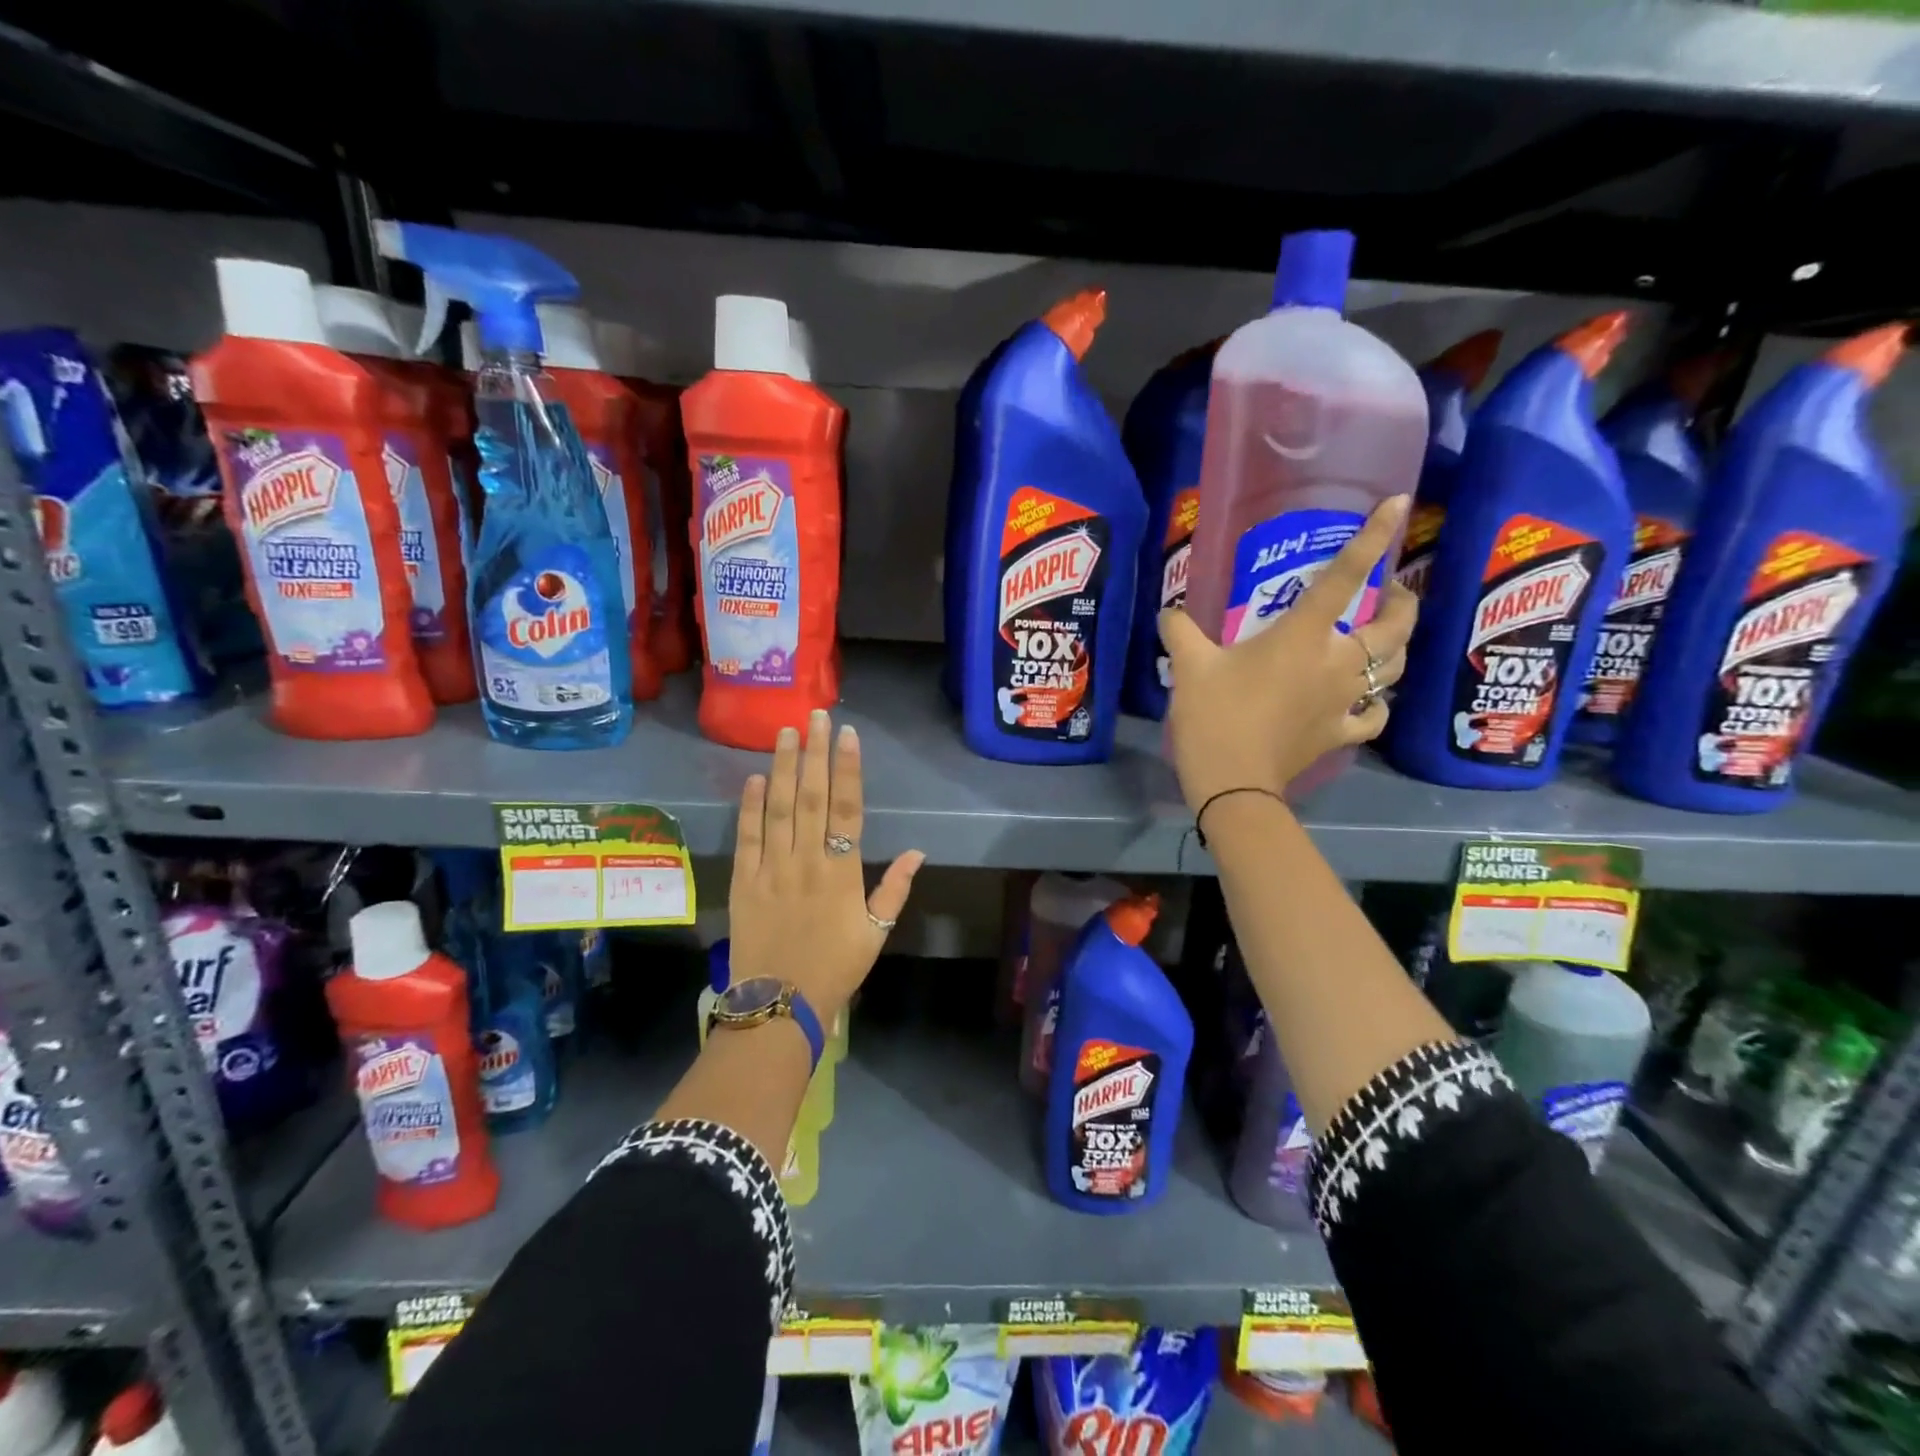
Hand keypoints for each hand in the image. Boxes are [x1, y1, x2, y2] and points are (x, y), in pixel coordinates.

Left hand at [727, 709, 924, 1027]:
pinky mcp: (744, 881)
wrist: (779, 1004)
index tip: (848, 736)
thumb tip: (917, 851)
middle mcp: (807, 861)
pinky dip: (750, 807)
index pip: (848, 809)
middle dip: (815, 753)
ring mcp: (772, 869)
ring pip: (779, 809)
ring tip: (785, 733)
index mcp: (842, 872)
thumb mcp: (876, 934)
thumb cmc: (835, 968)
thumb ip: (895, 890)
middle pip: (812, 798)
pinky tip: (755, 778)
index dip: (848, 769)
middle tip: (815, 716)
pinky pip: (747, 837)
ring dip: (784, 768)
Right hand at [1159, 496, 1415, 812]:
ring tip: (1383, 639)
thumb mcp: (1188, 666)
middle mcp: (1338, 662)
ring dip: (1397, 648)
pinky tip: (1367, 700)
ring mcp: (1346, 701)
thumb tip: (1170, 613)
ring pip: (1396, 667)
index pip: (1344, 577)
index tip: (1396, 504)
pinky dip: (1377, 704)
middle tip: (1391, 592)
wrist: (1232, 781)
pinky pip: (1374, 715)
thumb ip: (1180, 631)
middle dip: (1403, 601)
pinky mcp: (1341, 733)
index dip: (1373, 538)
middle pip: (1395, 625)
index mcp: (1302, 636)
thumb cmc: (1214, 715)